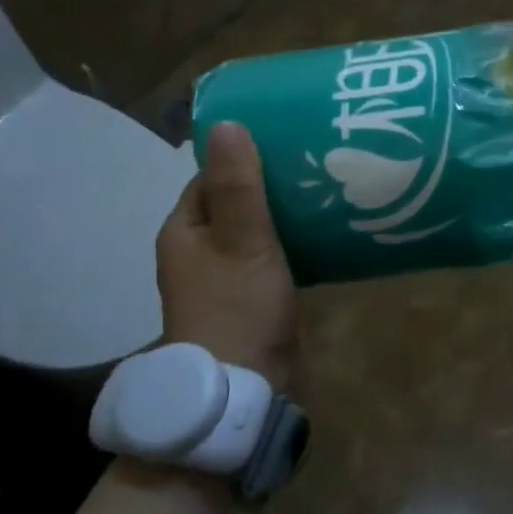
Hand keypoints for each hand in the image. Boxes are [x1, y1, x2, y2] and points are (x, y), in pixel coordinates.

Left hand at [157, 122, 297, 390]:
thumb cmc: (237, 307)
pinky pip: (269, 255)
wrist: (243, 391)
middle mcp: (198, 250)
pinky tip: (323, 231)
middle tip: (317, 160)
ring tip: (327, 187)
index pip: (212, 176)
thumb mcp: (242, 240)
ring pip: (254, 229)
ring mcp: (222, 277)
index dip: (245, 155)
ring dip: (283, 211)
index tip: (287, 139)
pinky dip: (290, 240)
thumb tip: (227, 122)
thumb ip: (238, 184)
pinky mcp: (249, 298)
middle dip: (270, 182)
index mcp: (185, 230)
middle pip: (235, 201)